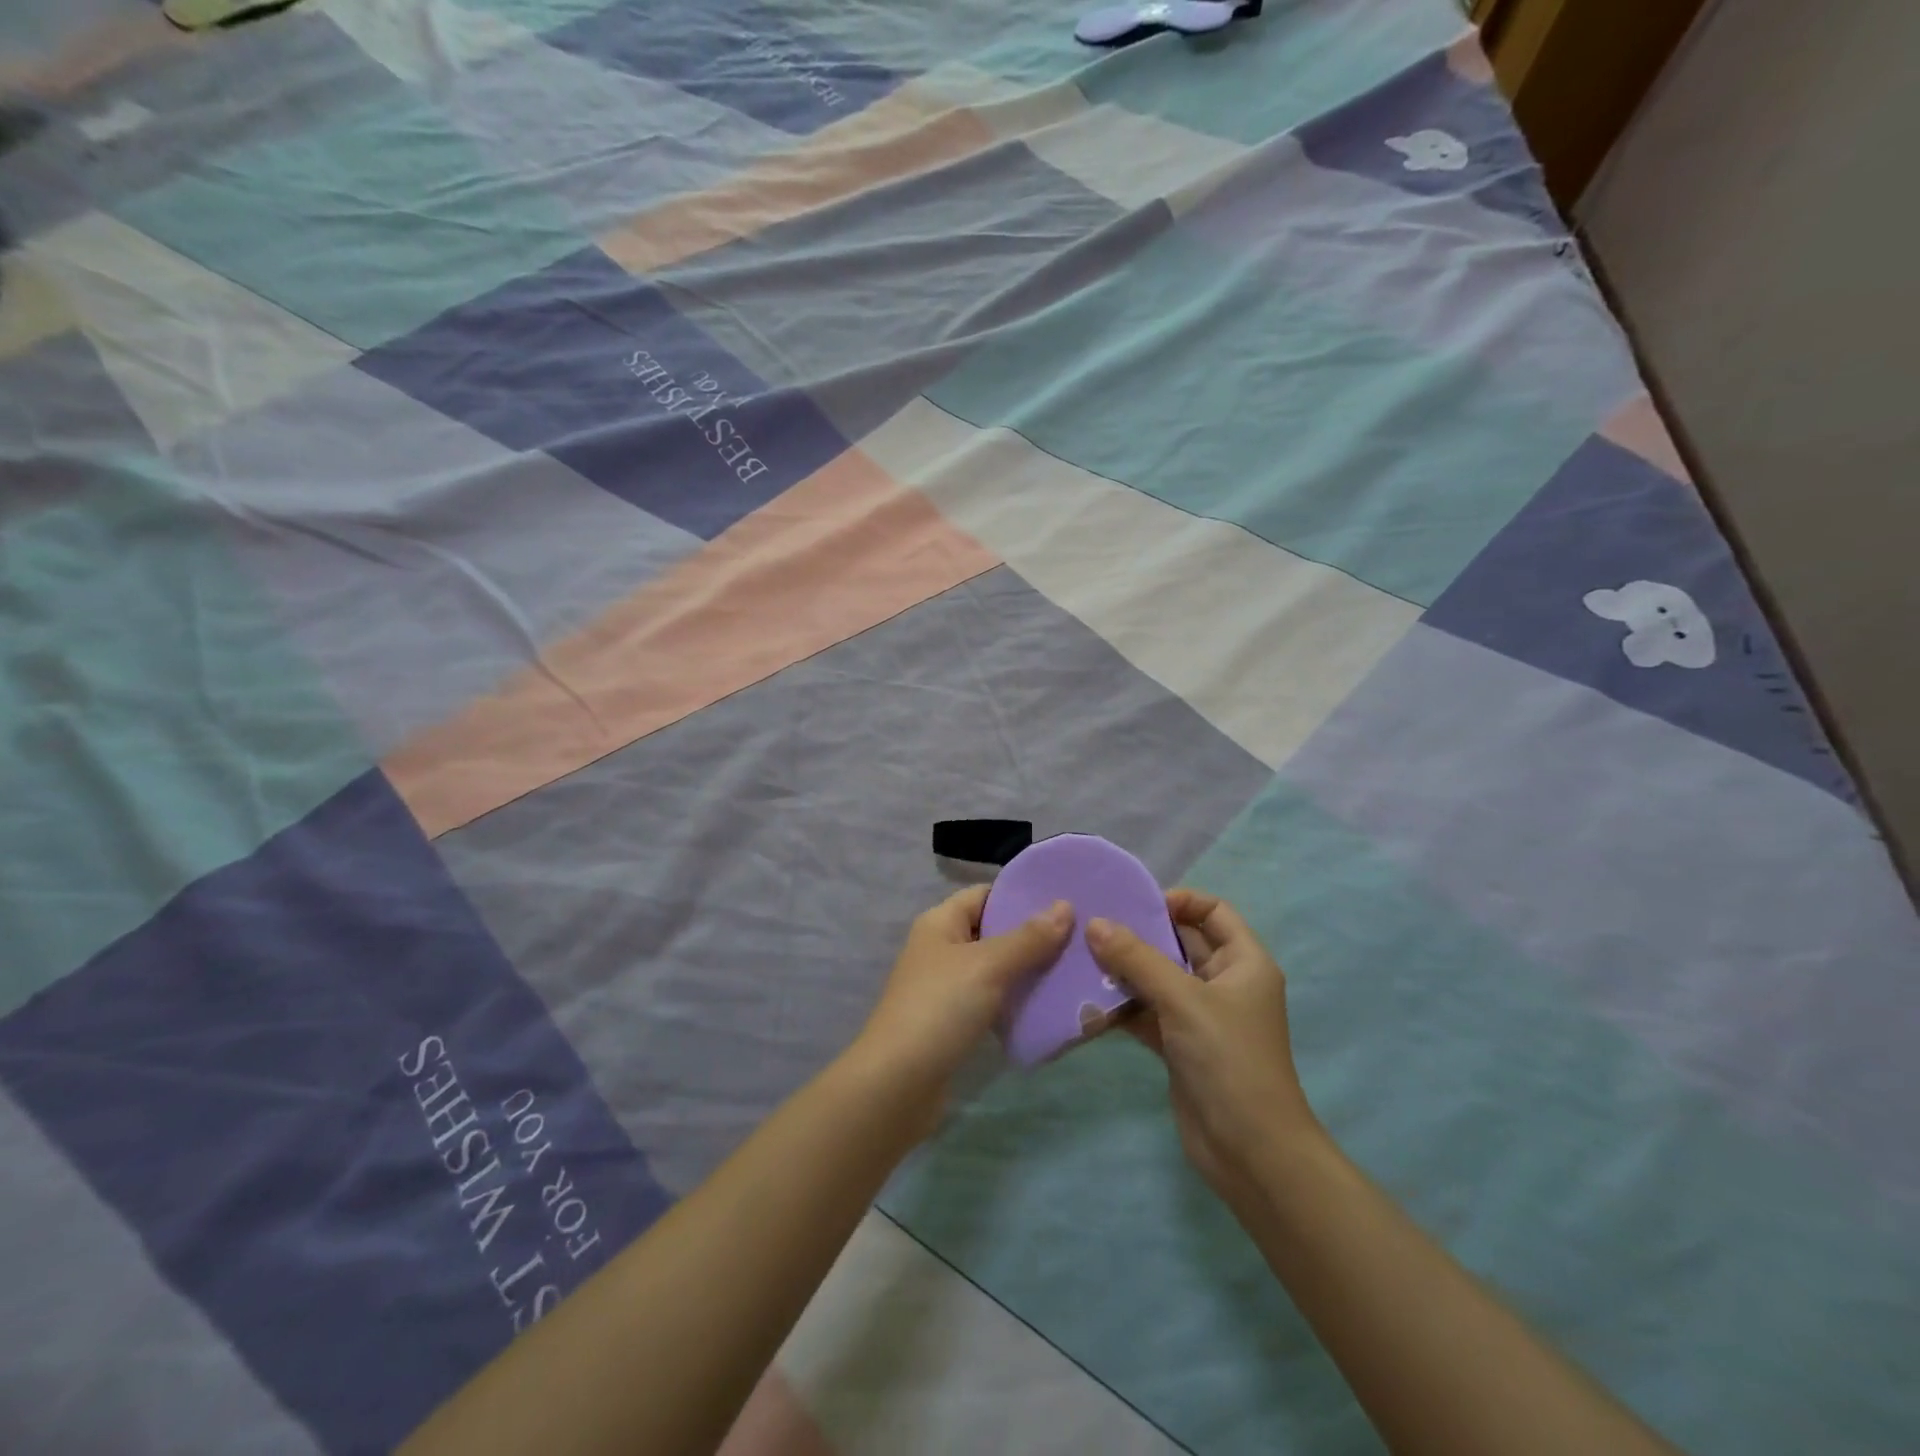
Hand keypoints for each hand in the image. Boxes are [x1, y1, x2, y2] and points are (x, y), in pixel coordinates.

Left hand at [850, 886, 1072, 1117]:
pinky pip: (991, 1001)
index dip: (1021, 894)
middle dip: (1032, 935)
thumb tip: (1065, 905)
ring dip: (1028, 970)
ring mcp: (945, 987)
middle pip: (992, 931)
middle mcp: (940, 948)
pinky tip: (1048, 1007)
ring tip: (1073, 971)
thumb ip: (1028, 938)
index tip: (1065, 900)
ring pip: (995, 969)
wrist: (898, 1084)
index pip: (985, 894)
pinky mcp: (953, 1023)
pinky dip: (1016, 1001)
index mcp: (940, 922)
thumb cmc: (940, 1008)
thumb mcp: (988, 965)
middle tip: (1079, 938)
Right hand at [1087, 889, 1321, 1203]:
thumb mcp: (1183, 1000)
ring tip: (1083, 958)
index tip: (1137, 906)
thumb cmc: (1228, 1059)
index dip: (1180, 901)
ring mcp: (1201, 1016)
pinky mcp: (1180, 1045)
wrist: (1250, 1151)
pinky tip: (1087, 1000)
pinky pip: (1147, 1012)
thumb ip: (1137, 959)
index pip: (1214, 912)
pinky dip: (1123, 1005)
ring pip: (1159, 978)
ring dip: (1125, 970)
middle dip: (1140, 934)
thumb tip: (1095, 923)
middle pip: (1181, 943)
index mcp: (1244, 962)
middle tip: (1094, 926)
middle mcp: (1225, 983)